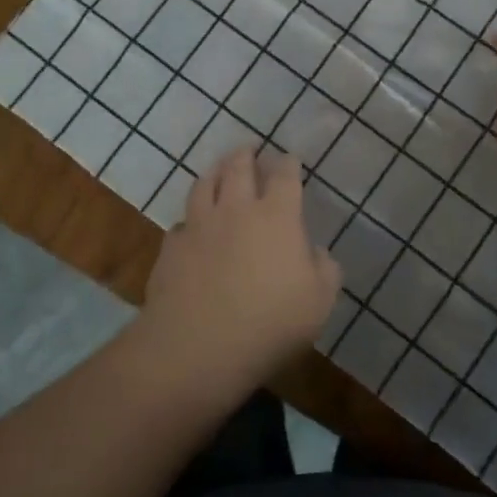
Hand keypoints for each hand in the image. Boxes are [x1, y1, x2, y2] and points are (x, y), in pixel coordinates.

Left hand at [141, 147, 340, 385]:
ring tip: (218, 169)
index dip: (288, 163)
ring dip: (215, 172)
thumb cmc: (271, 323)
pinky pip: (181, 223)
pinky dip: (190, 219)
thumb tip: (315, 252)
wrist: (198, 347)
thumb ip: (324, 270)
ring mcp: (199, 226)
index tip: (290, 158)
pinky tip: (191, 227)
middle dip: (246, 154)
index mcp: (277, 216)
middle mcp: (236, 210)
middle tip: (249, 148)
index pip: (284, 176)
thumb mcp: (319, 301)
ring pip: (204, 185)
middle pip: (238, 168)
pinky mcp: (171, 248)